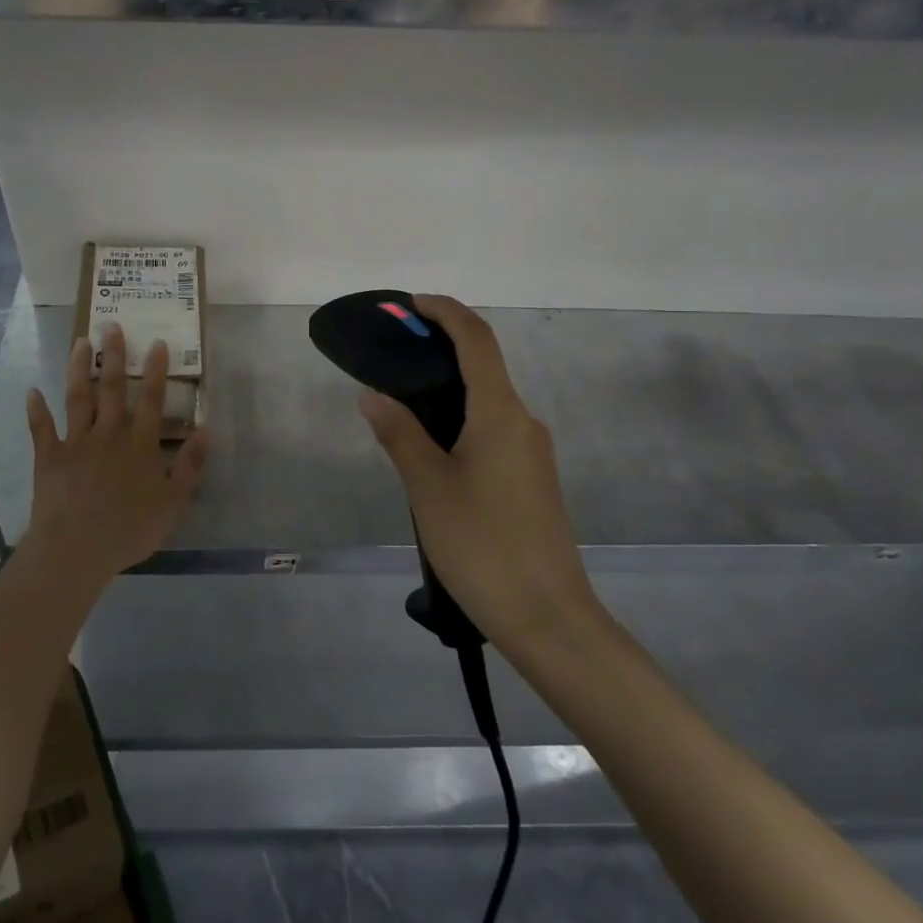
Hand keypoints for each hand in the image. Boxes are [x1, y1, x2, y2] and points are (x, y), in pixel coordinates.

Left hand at [24, 326, 209, 581]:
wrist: (76, 550)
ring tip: (79, 342)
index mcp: (139, 445)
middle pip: (111, 389)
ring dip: (77, 369)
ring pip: (77, 398)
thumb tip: (206, 429)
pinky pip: (41, 429)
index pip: (151, 400)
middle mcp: (108, 435)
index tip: (157, 342)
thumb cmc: (129, 529)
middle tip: (111, 326)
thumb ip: (190, 465)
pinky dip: (36, 410)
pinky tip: (32, 391)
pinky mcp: (49, 458)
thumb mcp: (173, 502)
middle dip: (113, 355)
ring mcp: (76, 443)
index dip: (155, 371)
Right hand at [359, 295, 603, 652]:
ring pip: (489, 400)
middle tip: (395, 352)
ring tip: (404, 399)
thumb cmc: (483, 545)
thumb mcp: (428, 487)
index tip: (411, 304)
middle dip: (442, 347)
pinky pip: (494, 428)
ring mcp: (532, 452)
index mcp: (500, 413)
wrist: (549, 617)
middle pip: (485, 365)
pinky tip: (433, 446)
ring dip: (451, 385)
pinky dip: (462, 417)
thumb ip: (399, 434)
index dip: (446, 312)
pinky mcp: (532, 479)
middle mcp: (523, 422)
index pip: (477, 340)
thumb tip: (373, 395)